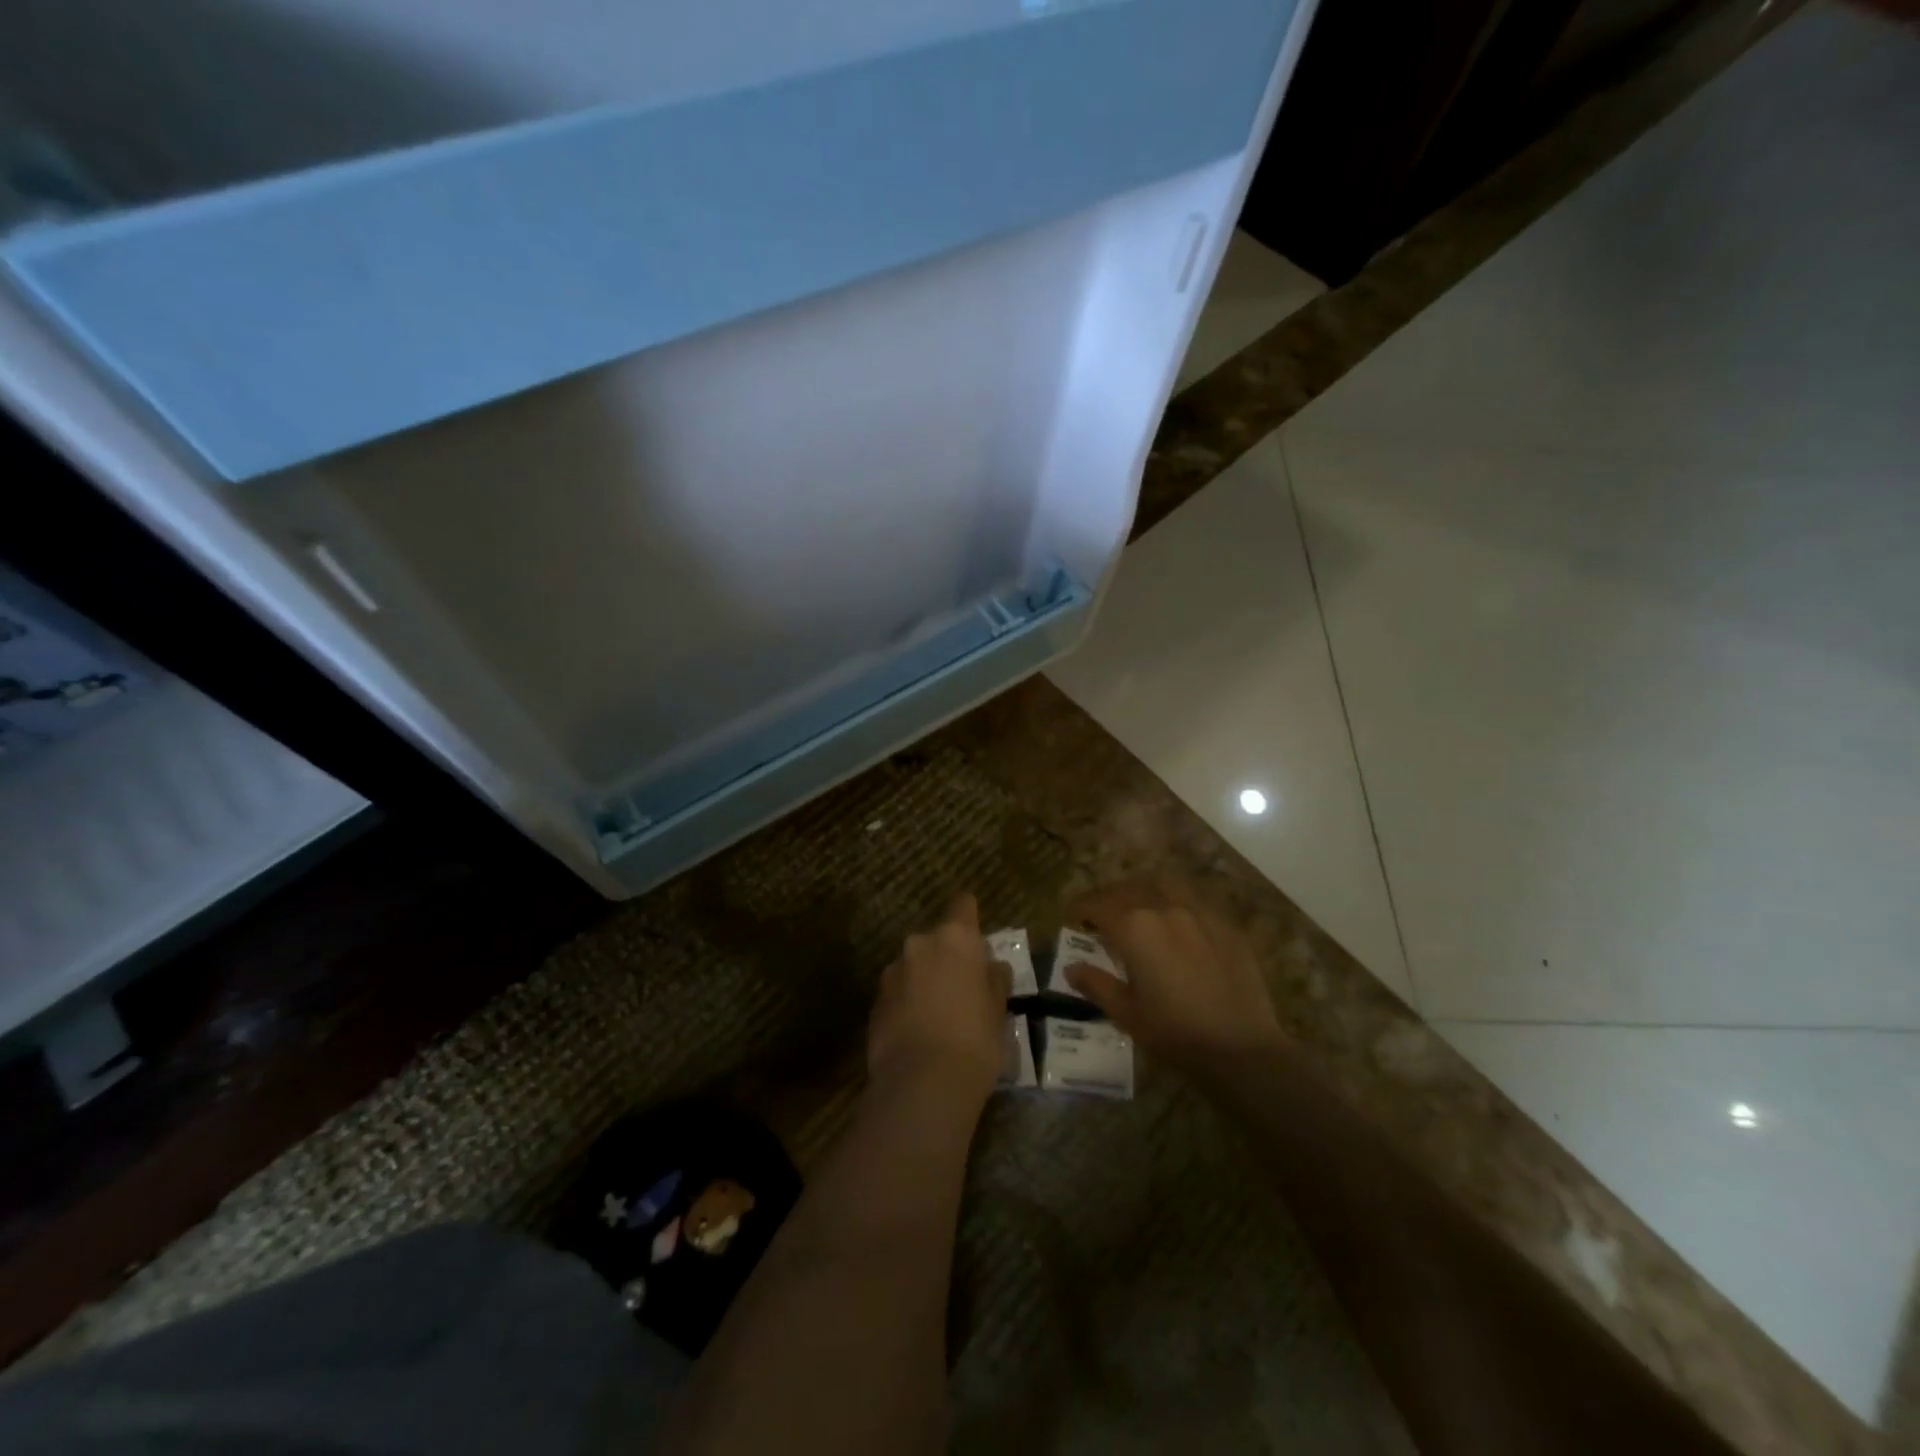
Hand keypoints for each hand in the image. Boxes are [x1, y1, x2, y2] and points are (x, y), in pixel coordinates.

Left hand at [868, 892, 1010, 1106]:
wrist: (922, 1084)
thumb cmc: (975, 1040)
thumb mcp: (999, 1010)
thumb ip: (994, 980)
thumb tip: (992, 967)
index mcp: (955, 938)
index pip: (963, 904)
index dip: (971, 916)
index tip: (978, 938)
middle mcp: (919, 945)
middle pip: (937, 940)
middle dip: (948, 958)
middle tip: (964, 989)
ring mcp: (892, 972)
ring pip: (914, 967)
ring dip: (925, 980)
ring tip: (940, 1016)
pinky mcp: (874, 1002)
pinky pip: (898, 993)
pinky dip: (908, 1004)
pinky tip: (919, 1033)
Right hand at [1063, 879, 1282, 1072]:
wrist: (1241, 1047)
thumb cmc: (1175, 1032)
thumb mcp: (1126, 1013)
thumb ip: (1096, 984)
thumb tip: (1071, 968)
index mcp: (1134, 927)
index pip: (1096, 904)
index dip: (1080, 908)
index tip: (1072, 918)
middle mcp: (1164, 907)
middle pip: (1127, 888)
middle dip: (1108, 898)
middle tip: (1101, 916)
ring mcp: (1199, 912)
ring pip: (1163, 884)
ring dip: (1143, 891)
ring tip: (1139, 908)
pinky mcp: (1226, 924)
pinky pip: (1194, 899)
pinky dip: (1176, 902)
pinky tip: (1178, 922)